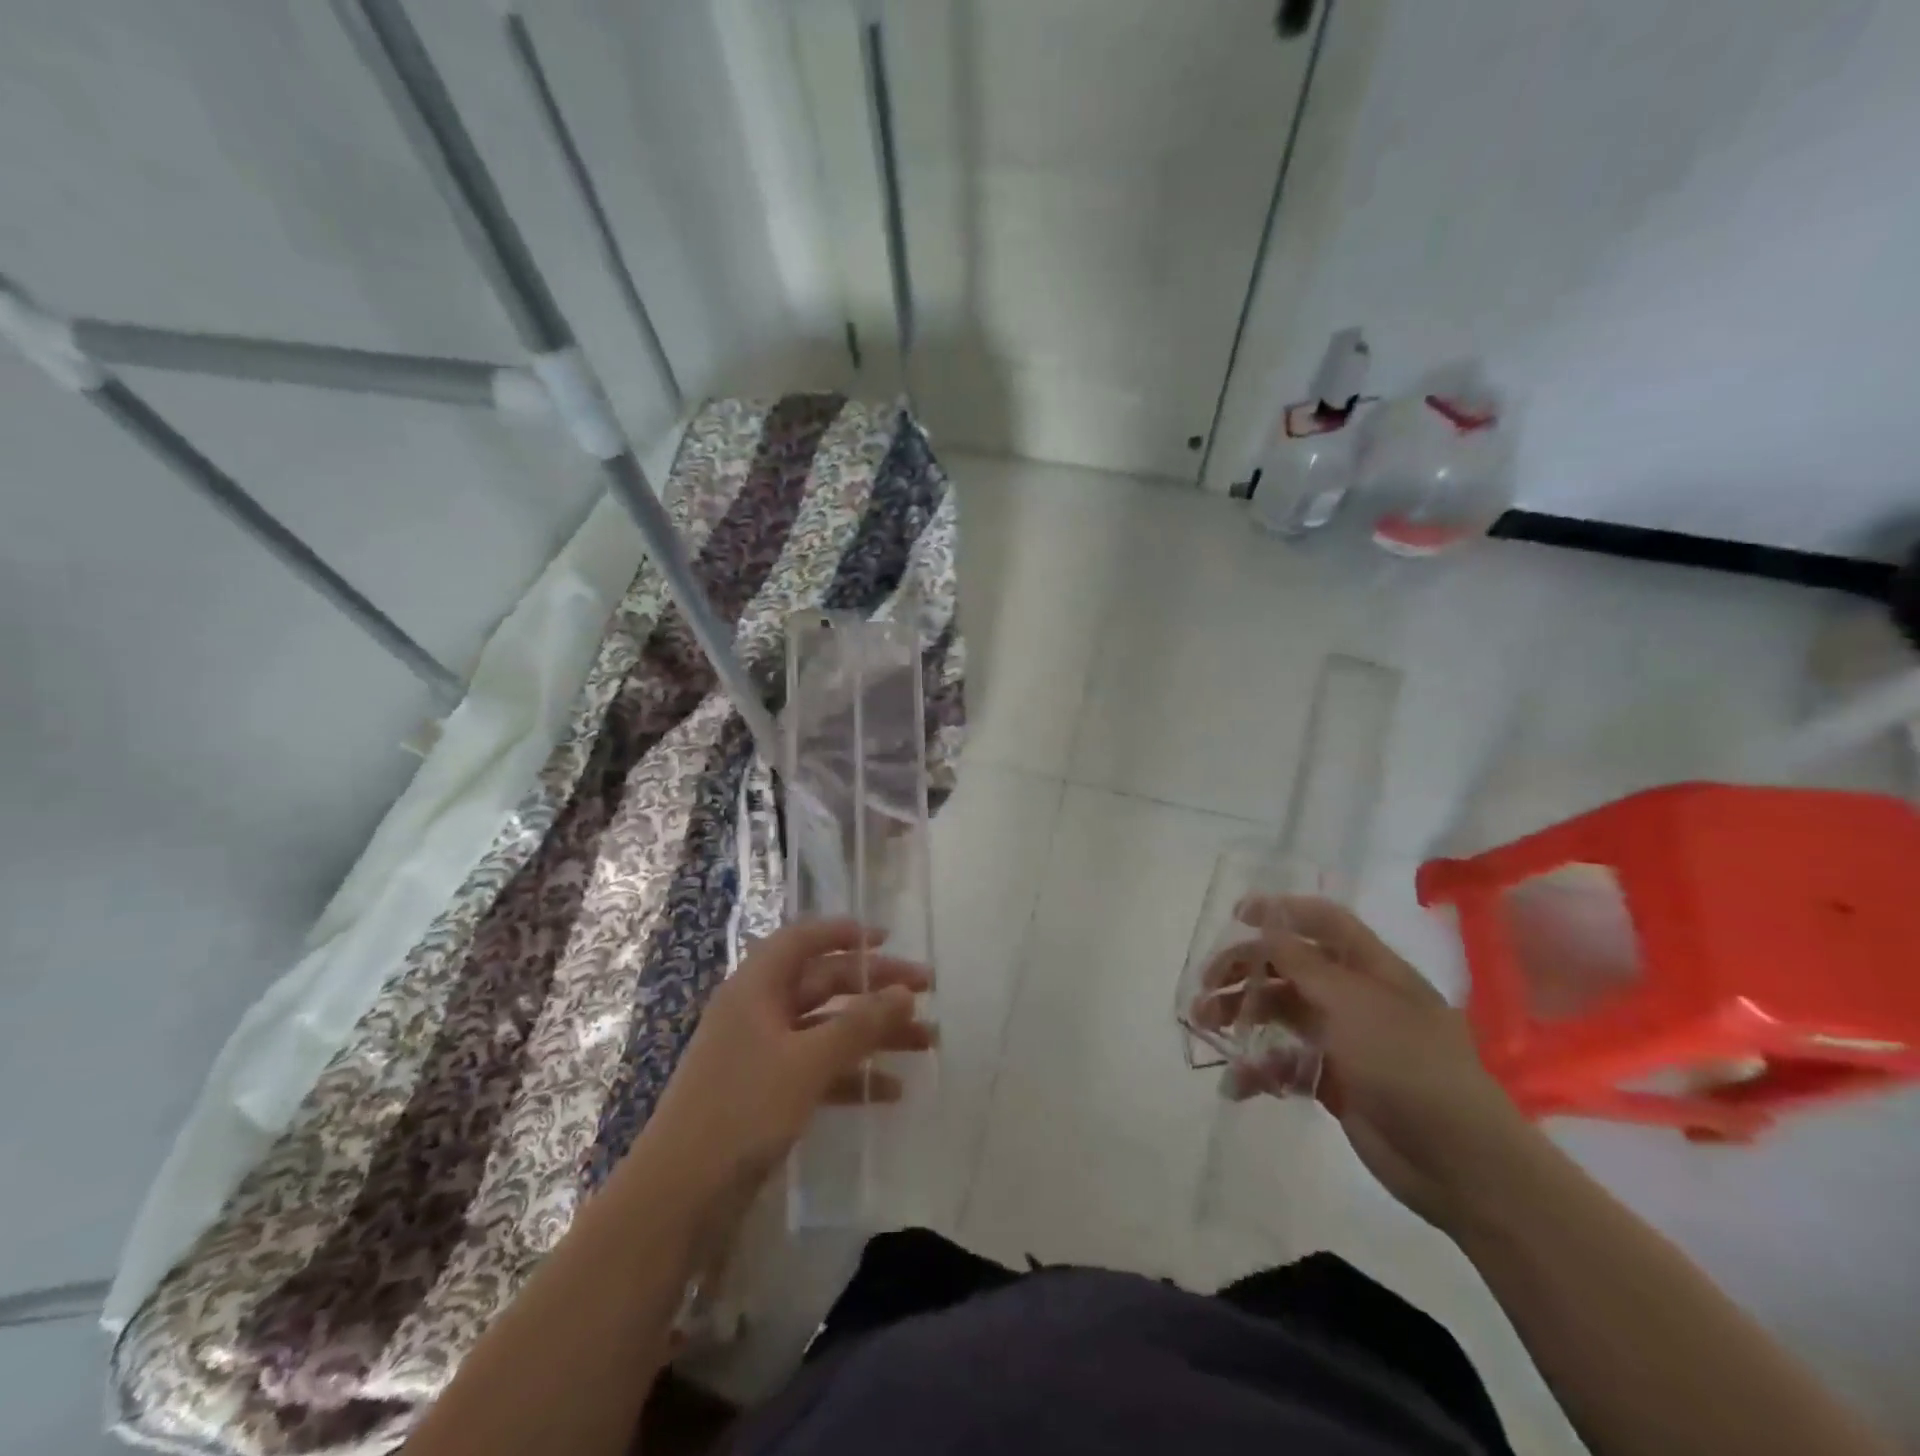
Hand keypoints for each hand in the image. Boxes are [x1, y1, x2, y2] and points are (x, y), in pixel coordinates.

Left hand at [644, 919, 934, 1191]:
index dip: (842, 933)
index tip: (886, 938)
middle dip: (874, 986)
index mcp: (756, 989)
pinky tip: (891, 1091)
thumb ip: (859, 1024)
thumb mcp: (807, 1063)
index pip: (801, 941)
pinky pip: (819, 1070)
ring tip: (925, 1041)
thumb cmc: (741, 1112)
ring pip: (827, 1028)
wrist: (676, 1200)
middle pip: (823, 983)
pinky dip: (853, 1075)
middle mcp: (759, 1012)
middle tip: (926, 989)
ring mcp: (762, 1055)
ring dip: (873, 1032)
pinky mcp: (766, 1095)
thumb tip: (904, 992)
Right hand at [1198, 896, 1538, 1233]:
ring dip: (1241, 1017)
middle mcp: (1357, 999)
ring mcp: (1346, 1042)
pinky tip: (1238, 1083)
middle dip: (1244, 971)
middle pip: (1290, 968)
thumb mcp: (1353, 1003)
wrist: (1461, 1163)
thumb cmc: (1408, 1065)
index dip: (1282, 912)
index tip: (1236, 916)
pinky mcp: (1336, 1083)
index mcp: (1372, 970)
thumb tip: (1267, 932)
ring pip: (1281, 1014)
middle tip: (1205, 986)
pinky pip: (1286, 1064)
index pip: (1324, 922)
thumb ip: (1304, 964)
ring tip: (1204, 1027)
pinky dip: (1259, 1069)